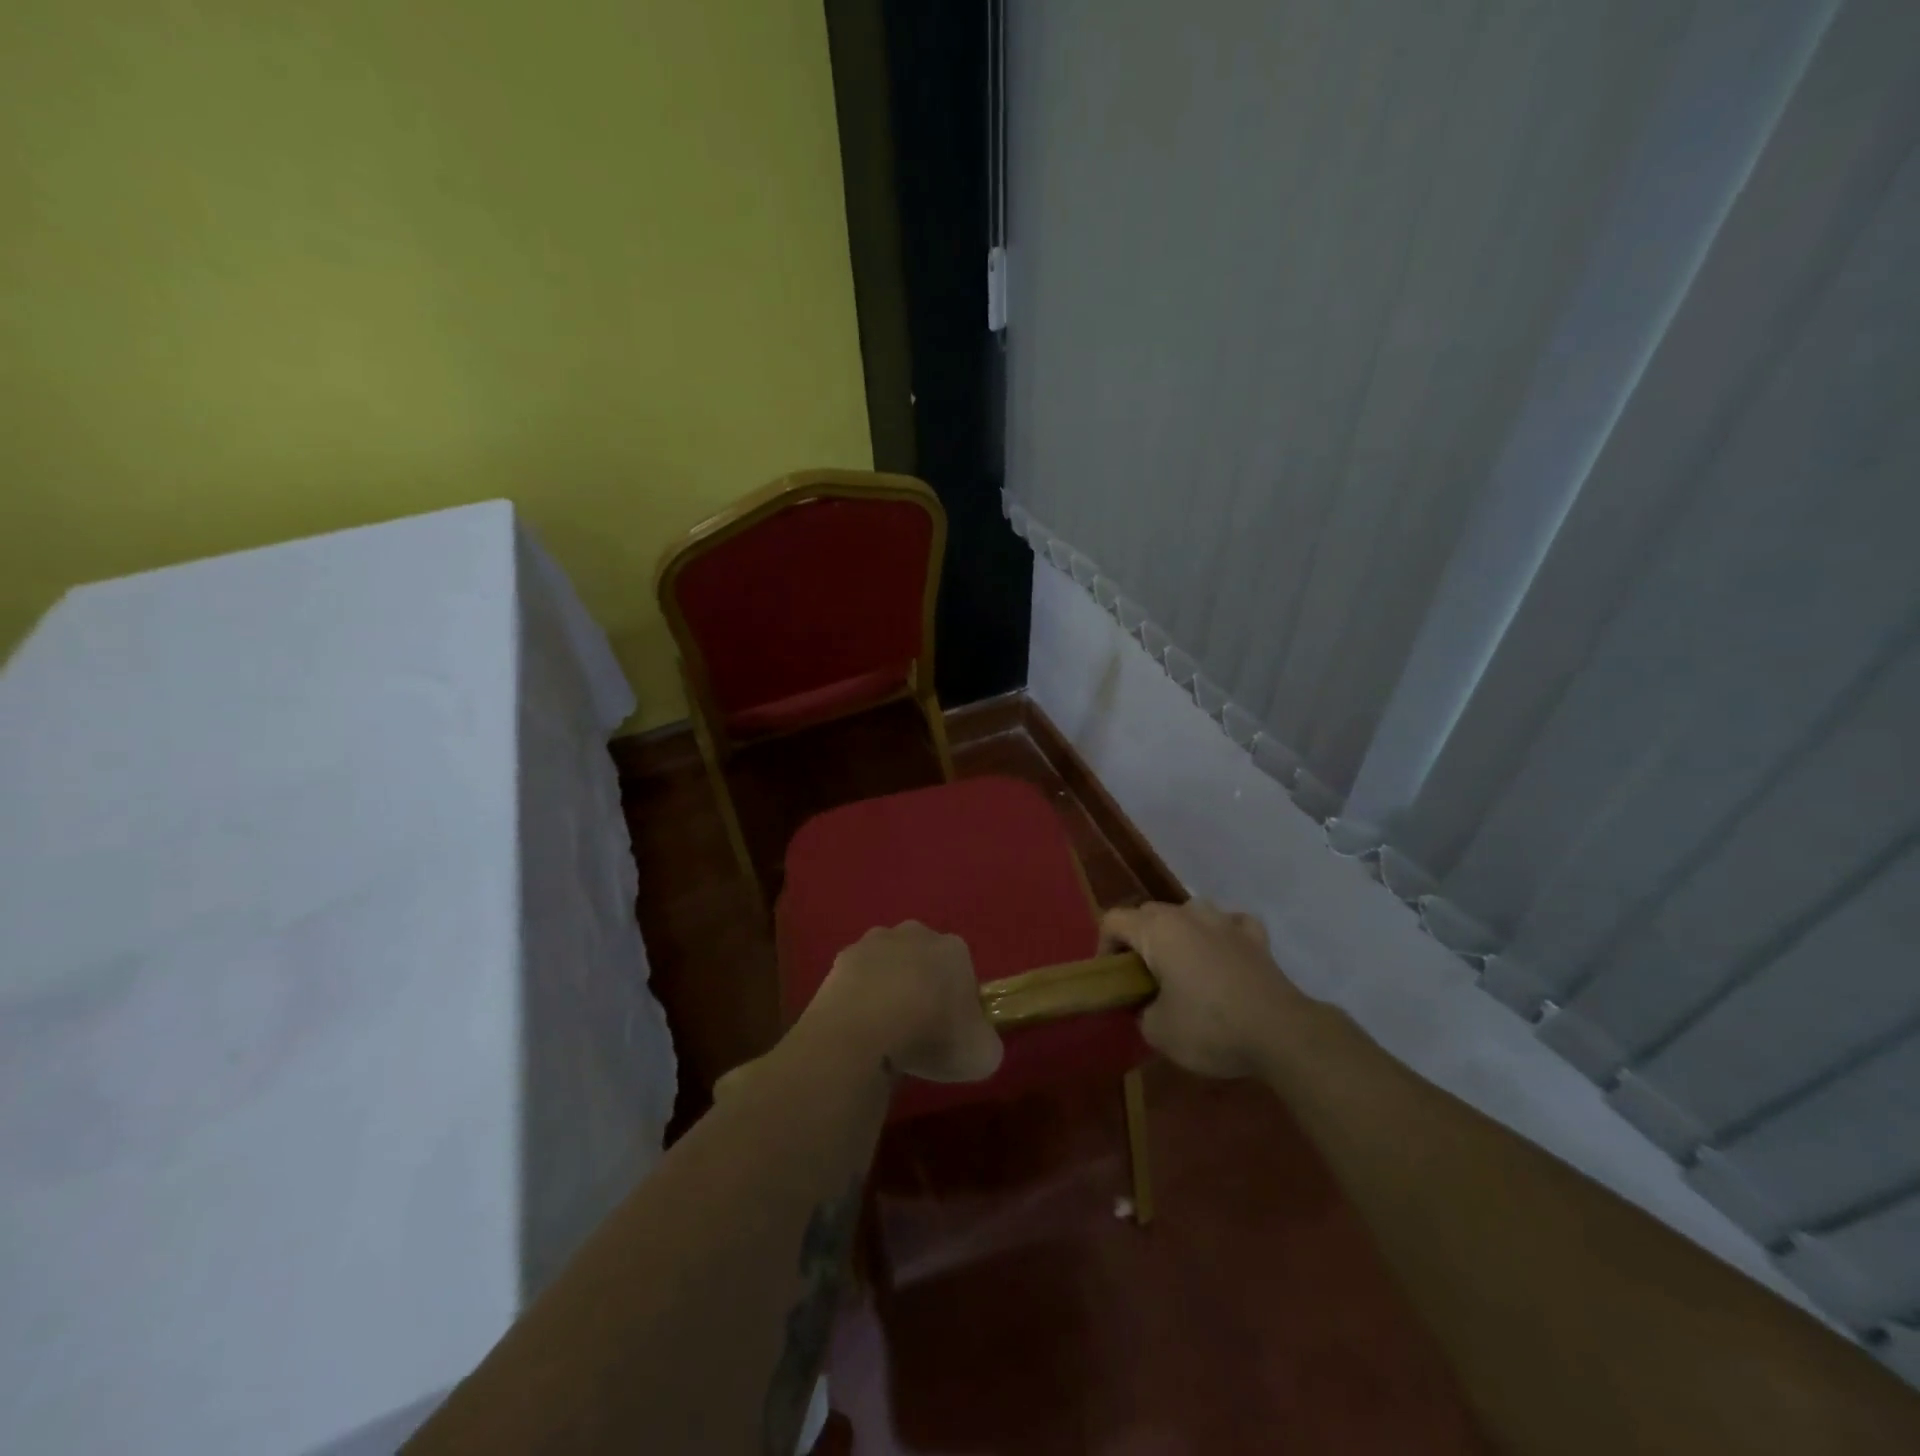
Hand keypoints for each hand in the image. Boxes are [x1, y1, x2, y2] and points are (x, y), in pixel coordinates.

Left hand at [801, 922, 1004, 1084]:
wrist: (866, 1029)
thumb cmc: (932, 1034)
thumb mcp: (982, 1054)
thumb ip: (985, 1042)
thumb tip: (977, 1042)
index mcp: (954, 948)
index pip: (963, 972)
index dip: (959, 1004)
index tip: (952, 1032)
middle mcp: (916, 933)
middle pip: (924, 961)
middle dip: (922, 987)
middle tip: (919, 1030)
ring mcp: (874, 942)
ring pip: (888, 965)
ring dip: (888, 988)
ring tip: (884, 1031)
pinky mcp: (840, 959)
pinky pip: (857, 980)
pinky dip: (858, 999)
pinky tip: (859, 1028)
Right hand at [1101, 899, 1306, 1078]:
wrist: (1281, 1033)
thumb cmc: (1210, 1027)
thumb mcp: (1157, 1031)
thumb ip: (1141, 1011)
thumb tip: (1147, 1006)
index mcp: (1157, 930)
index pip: (1113, 921)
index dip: (1103, 947)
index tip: (1112, 979)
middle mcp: (1188, 915)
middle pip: (1149, 914)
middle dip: (1139, 940)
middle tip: (1142, 978)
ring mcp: (1225, 921)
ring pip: (1189, 913)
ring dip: (1179, 933)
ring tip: (1182, 966)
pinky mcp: (1256, 937)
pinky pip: (1230, 924)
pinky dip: (1221, 935)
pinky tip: (1223, 955)